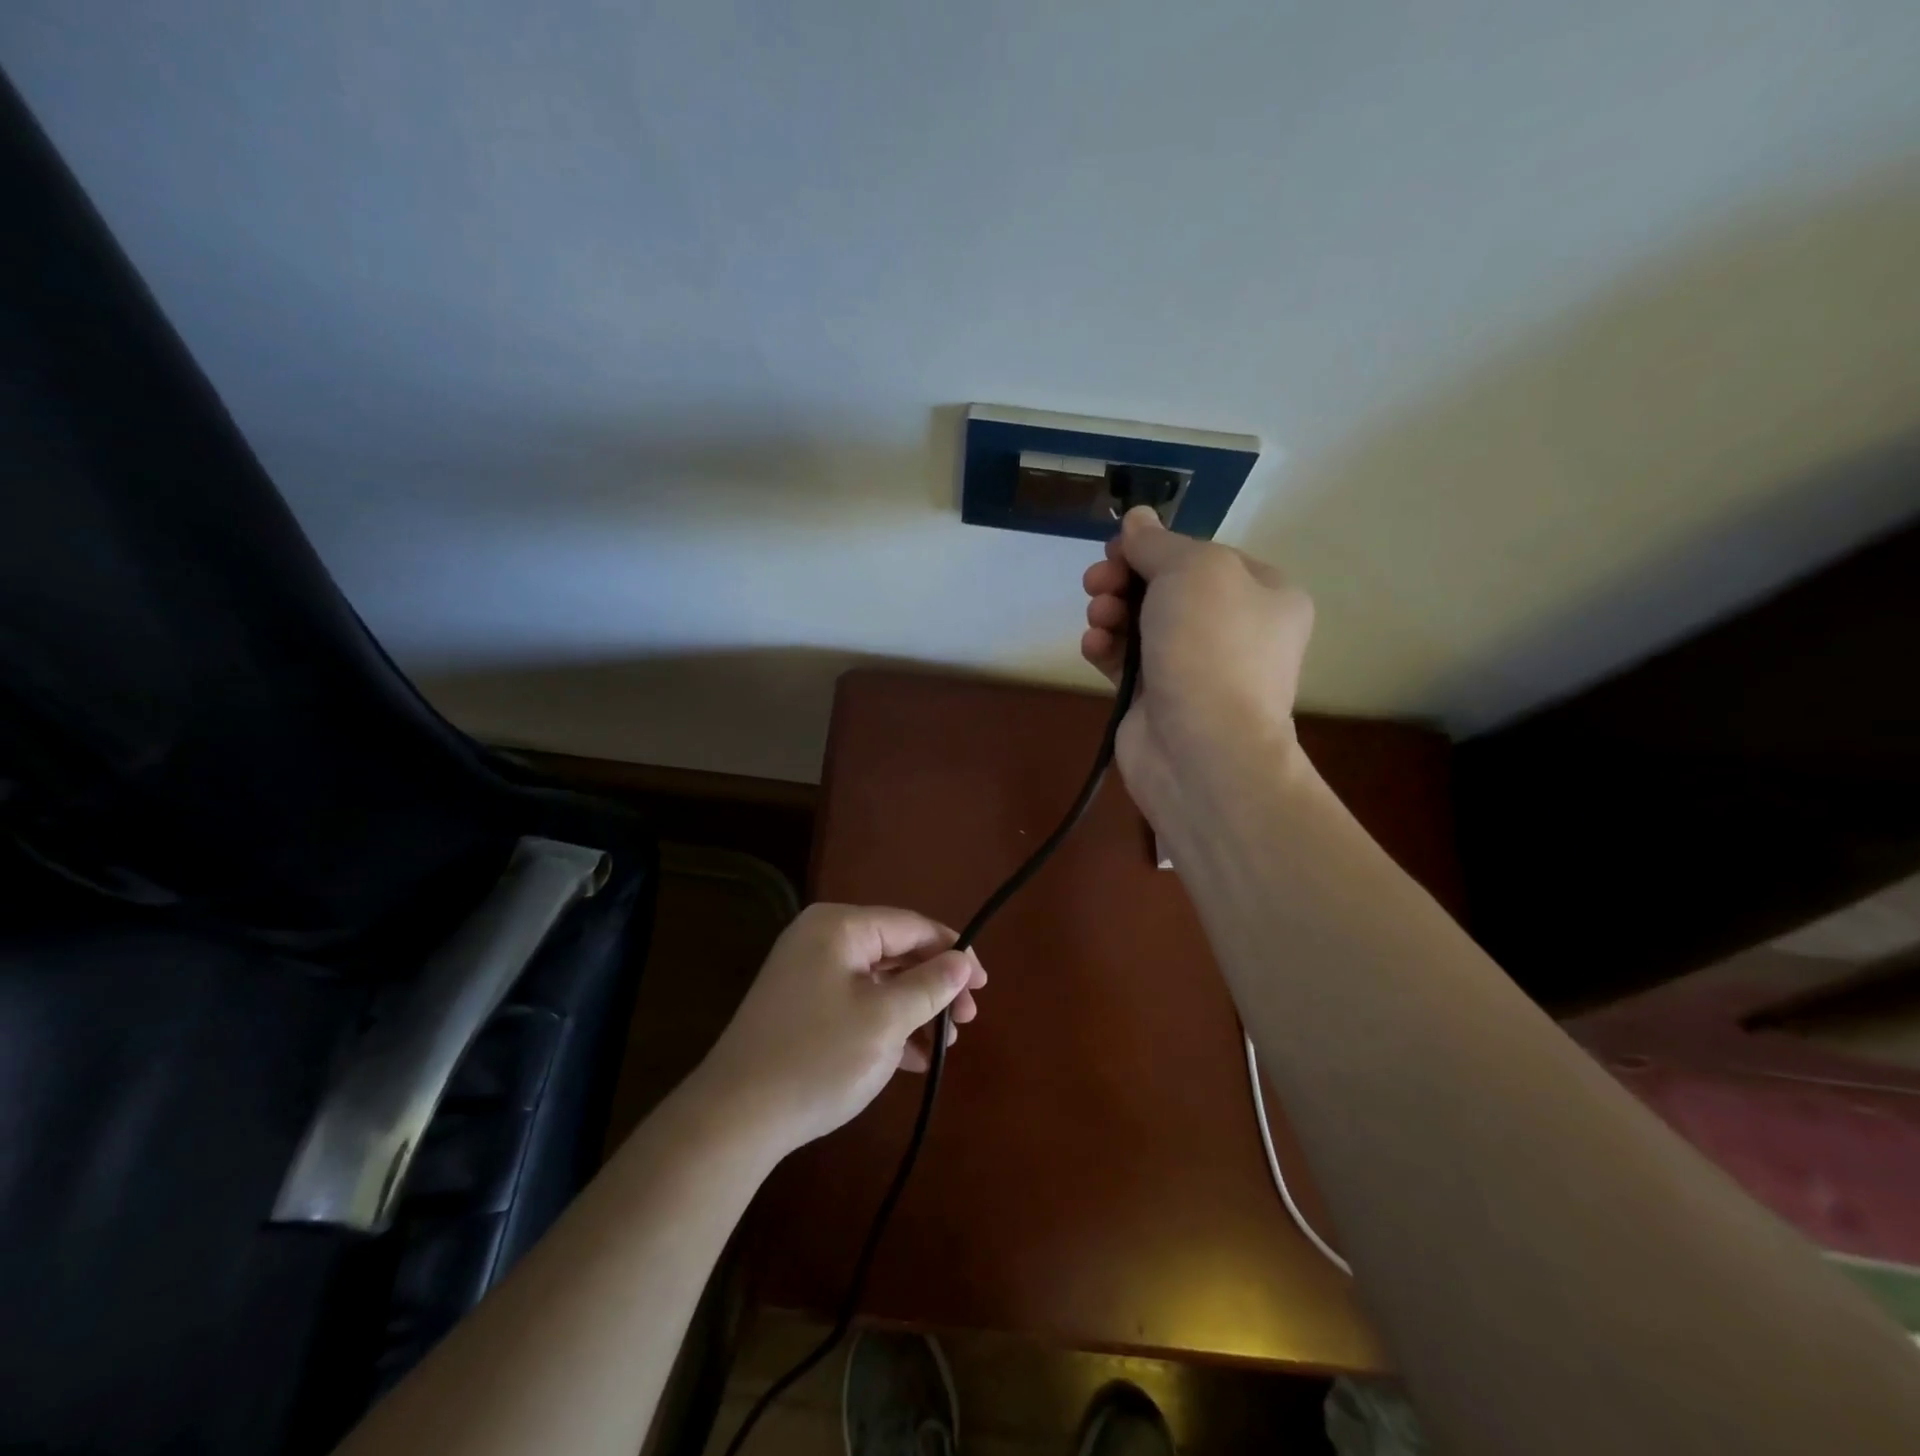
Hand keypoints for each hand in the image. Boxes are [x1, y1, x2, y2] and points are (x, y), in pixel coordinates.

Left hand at [691, 903, 986, 1154]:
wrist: (734, 1118)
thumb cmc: (818, 1057)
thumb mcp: (886, 1020)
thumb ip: (930, 985)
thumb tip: (962, 961)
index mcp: (840, 926)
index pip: (912, 926)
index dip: (954, 952)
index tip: (983, 986)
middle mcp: (822, 939)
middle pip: (896, 951)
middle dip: (935, 986)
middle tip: (966, 1021)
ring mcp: (808, 973)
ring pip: (878, 981)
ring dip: (914, 1010)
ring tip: (944, 1046)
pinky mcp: (802, 1007)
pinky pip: (856, 1002)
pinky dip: (886, 1024)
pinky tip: (913, 1058)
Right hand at [1082, 506, 1315, 827]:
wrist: (1203, 750)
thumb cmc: (1210, 648)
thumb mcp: (1192, 571)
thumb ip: (1158, 543)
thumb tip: (1137, 520)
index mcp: (1264, 594)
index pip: (1203, 555)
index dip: (1156, 548)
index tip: (1118, 549)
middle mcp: (1234, 630)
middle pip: (1166, 587)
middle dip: (1125, 579)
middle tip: (1097, 581)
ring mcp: (1195, 667)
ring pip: (1142, 623)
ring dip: (1111, 611)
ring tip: (1098, 616)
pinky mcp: (1158, 698)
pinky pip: (1127, 661)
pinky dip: (1107, 648)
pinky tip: (1093, 647)